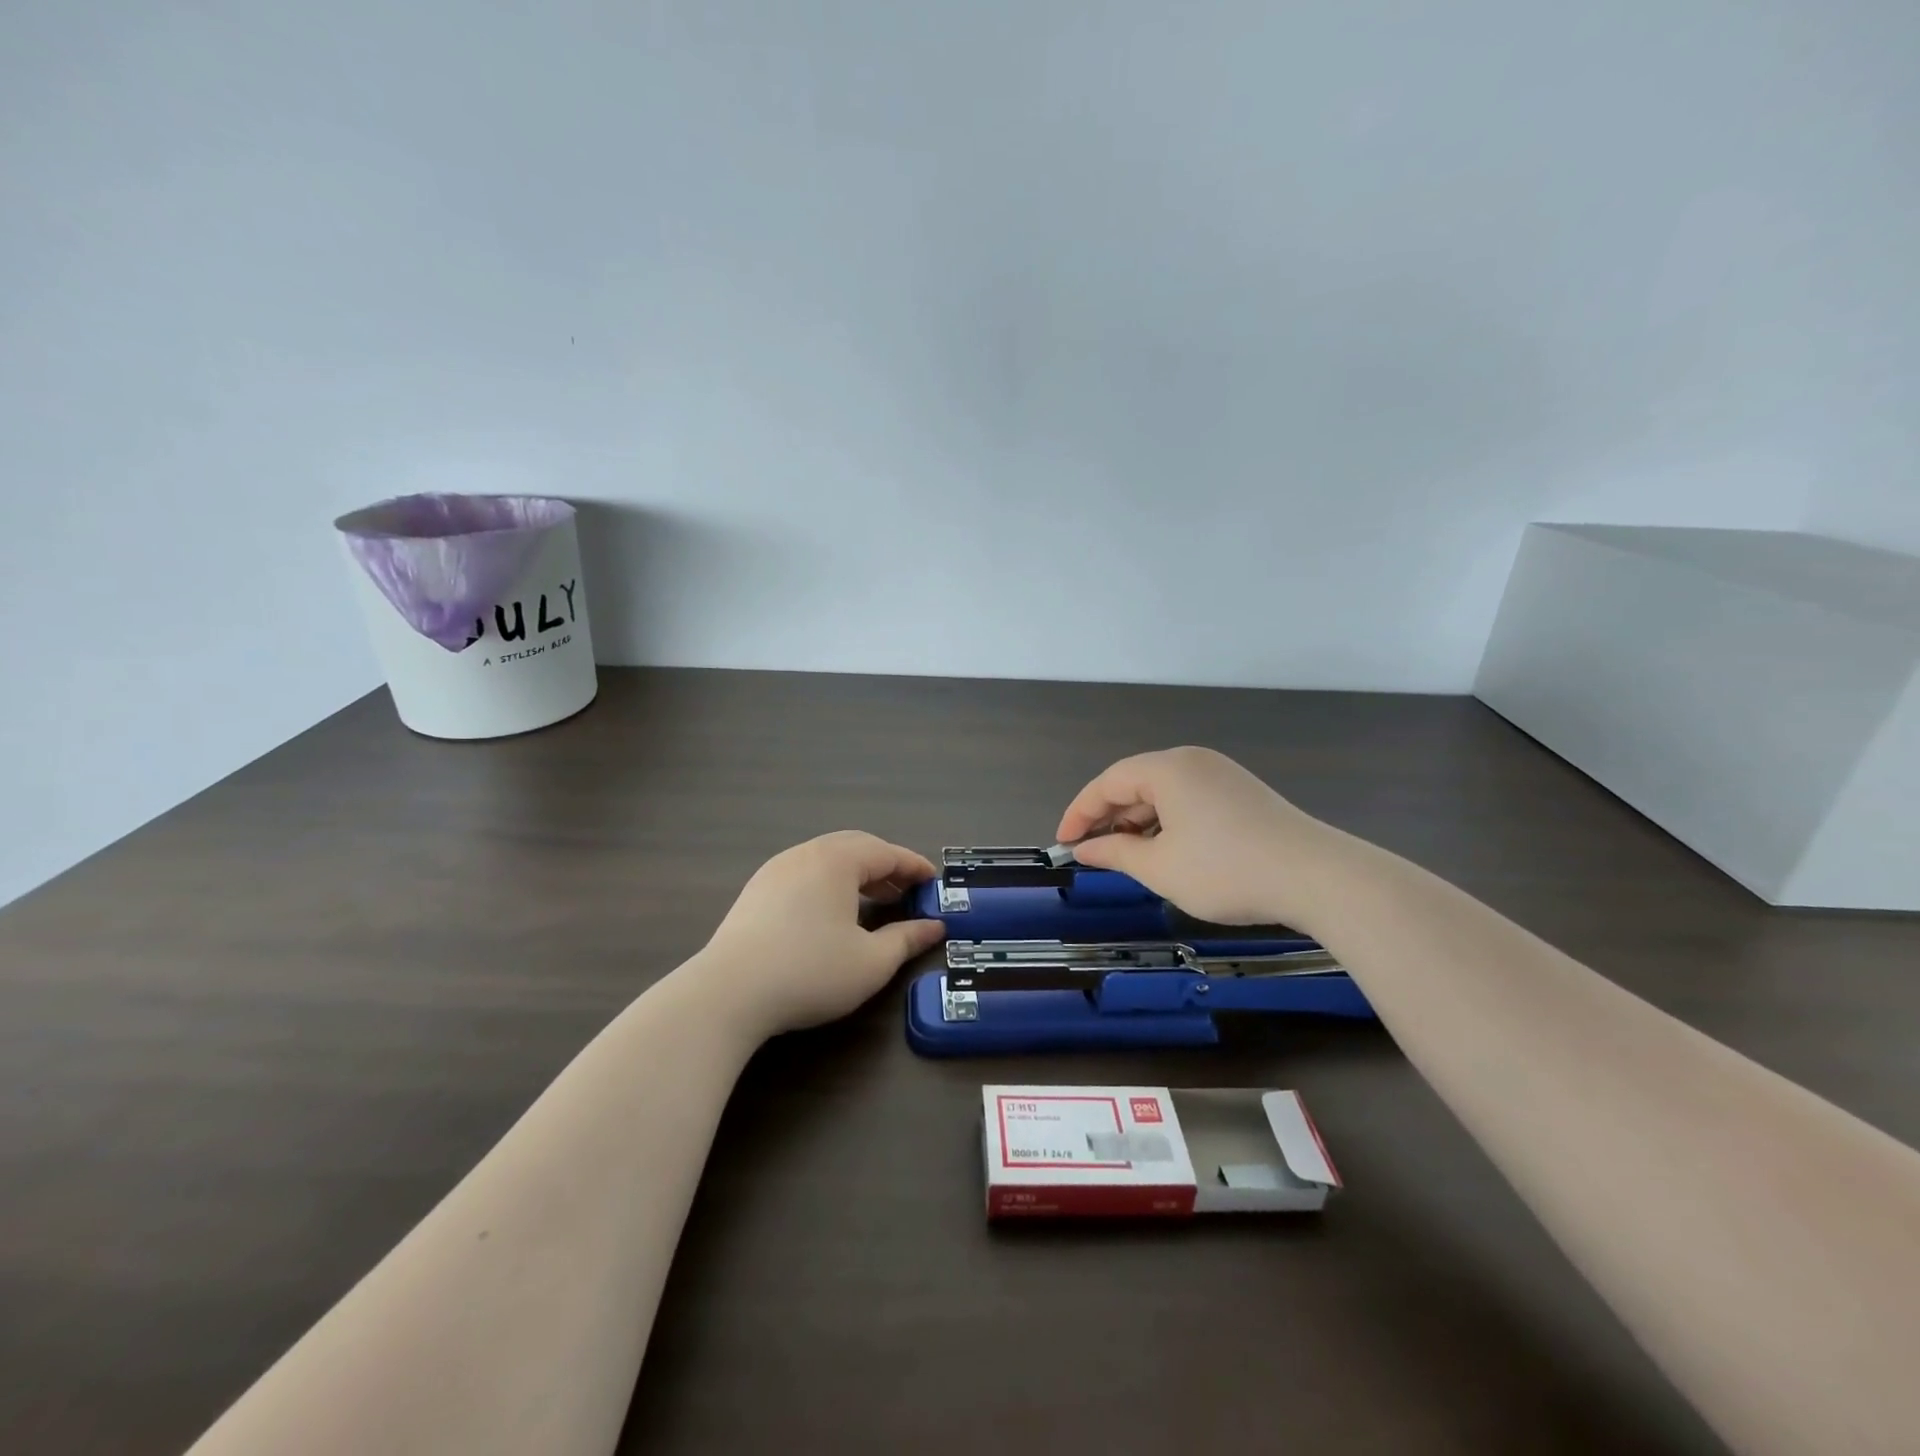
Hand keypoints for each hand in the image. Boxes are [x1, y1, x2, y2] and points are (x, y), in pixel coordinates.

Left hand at [693, 831, 946, 1040]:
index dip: (914, 866)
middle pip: (855, 847)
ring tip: (875, 900)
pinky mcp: (756, 891)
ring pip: (827, 859)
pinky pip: (804, 873)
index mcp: (837, 860)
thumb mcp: (871, 962)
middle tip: (907, 890)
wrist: (728, 993)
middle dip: (886, 866)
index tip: (934, 881)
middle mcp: (805, 854)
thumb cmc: (810, 972)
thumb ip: (906, 939)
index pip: (886, 852)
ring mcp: (775, 870)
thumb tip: (934, 927)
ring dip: (856, 874)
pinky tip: (832, 912)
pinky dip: (829, 883)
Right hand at [1056, 747, 1339, 928]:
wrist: (1316, 877)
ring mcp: (1221, 775)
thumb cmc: (1226, 870)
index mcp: (1167, 768)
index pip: (1107, 783)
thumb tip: (1085, 849)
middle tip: (1091, 852)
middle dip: (1109, 817)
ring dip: (1138, 822)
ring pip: (1162, 793)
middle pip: (1135, 782)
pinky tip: (1164, 851)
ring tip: (1125, 856)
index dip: (1080, 813)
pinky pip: (1188, 800)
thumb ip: (1115, 853)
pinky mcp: (1241, 794)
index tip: (1063, 843)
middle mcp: (1192, 761)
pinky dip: (1166, 823)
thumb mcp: (1160, 868)